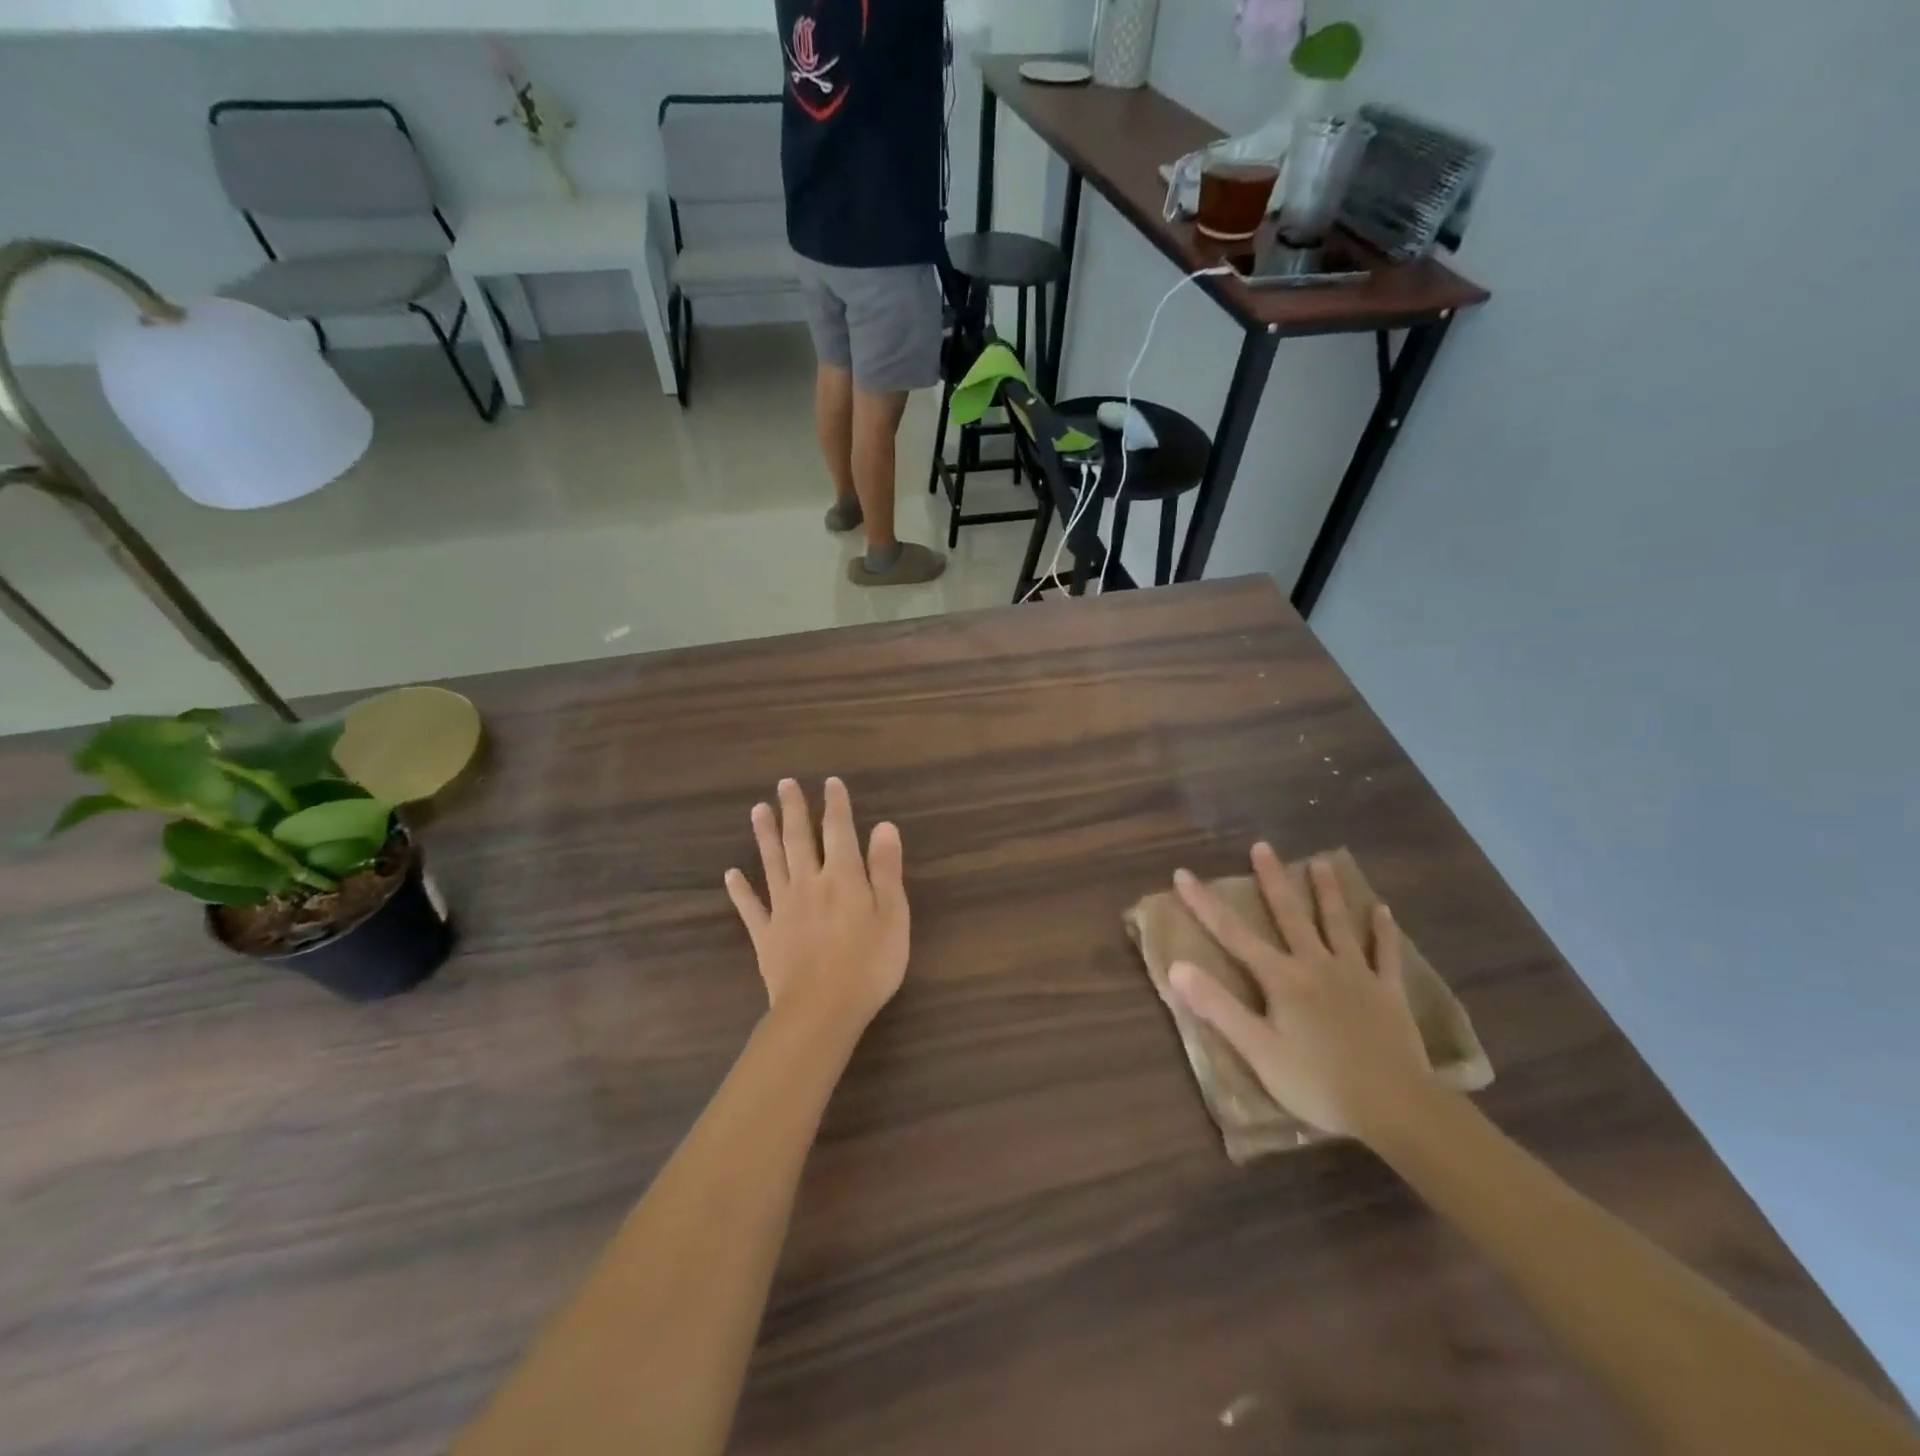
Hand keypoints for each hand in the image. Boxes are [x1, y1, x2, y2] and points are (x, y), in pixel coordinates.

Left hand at [726, 778, 909, 1032]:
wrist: (821, 1010)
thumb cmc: (869, 964)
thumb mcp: (893, 915)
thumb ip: (886, 869)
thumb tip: (884, 826)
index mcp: (842, 877)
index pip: (839, 831)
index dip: (835, 805)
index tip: (830, 782)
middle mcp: (809, 883)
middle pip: (799, 840)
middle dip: (793, 810)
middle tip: (784, 784)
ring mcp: (783, 909)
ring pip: (772, 864)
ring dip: (765, 836)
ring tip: (758, 810)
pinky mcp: (765, 936)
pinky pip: (750, 908)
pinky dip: (740, 890)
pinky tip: (730, 875)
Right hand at [1168, 844, 1432, 1142]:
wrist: (1396, 1108)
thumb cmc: (1318, 1083)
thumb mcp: (1257, 1050)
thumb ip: (1217, 1006)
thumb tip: (1176, 966)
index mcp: (1281, 979)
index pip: (1233, 934)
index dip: (1205, 903)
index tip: (1183, 873)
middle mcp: (1316, 965)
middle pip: (1290, 915)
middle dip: (1272, 880)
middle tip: (1262, 846)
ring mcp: (1356, 975)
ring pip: (1338, 924)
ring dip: (1328, 892)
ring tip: (1321, 862)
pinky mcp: (1388, 993)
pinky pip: (1385, 954)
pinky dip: (1383, 931)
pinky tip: (1383, 910)